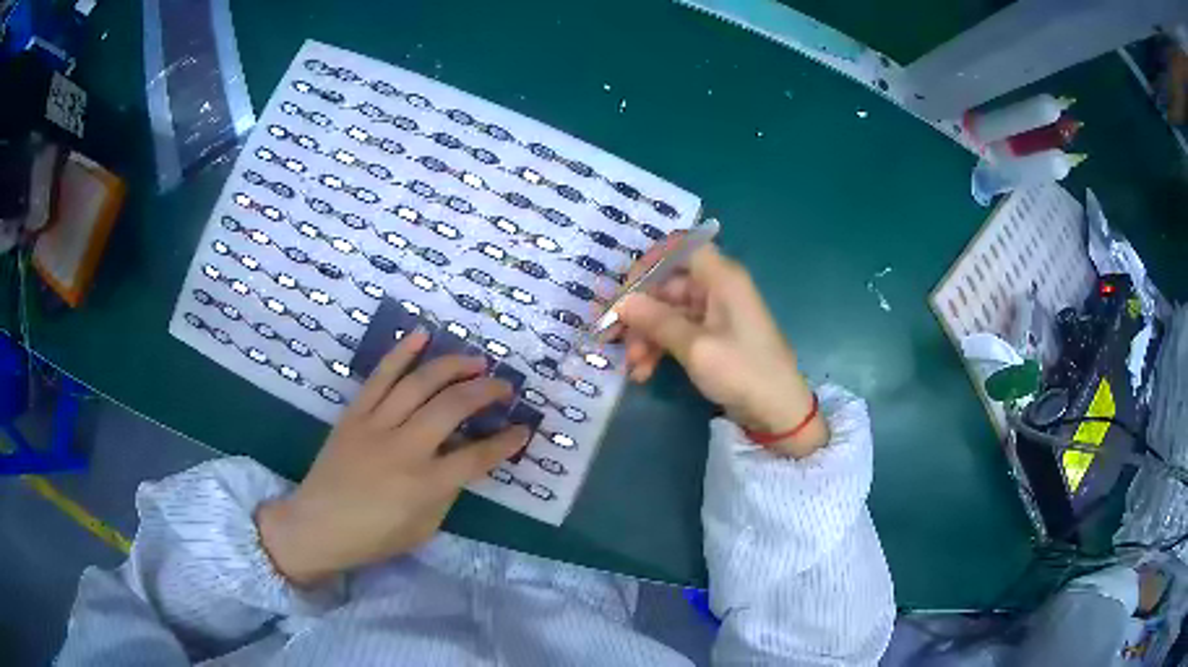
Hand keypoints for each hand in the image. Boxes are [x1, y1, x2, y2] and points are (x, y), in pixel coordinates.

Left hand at [256, 329, 529, 586]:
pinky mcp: (354, 414)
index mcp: (425, 485)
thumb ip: (447, 493)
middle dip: (487, 392)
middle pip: (453, 407)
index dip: (506, 443)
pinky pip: (380, 377)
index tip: (524, 429)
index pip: (478, 457)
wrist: (316, 526)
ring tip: (476, 360)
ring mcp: (376, 426)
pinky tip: (422, 335)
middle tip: (505, 386)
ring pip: (420, 383)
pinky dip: (401, 353)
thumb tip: (462, 461)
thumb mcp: (423, 528)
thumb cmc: (372, 537)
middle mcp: (404, 449)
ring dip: (453, 366)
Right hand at [614, 241, 827, 456]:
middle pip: (667, 285)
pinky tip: (644, 372)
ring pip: (668, 312)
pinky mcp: (713, 338)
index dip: (649, 262)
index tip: (624, 290)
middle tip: (613, 337)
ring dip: (646, 336)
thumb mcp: (695, 347)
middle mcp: (718, 288)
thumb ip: (656, 321)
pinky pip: (678, 332)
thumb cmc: (743, 372)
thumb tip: (621, 302)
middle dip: (639, 312)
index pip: (680, 248)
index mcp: (721, 278)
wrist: (778, 412)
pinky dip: (660, 348)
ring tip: (633, 366)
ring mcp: (715, 315)